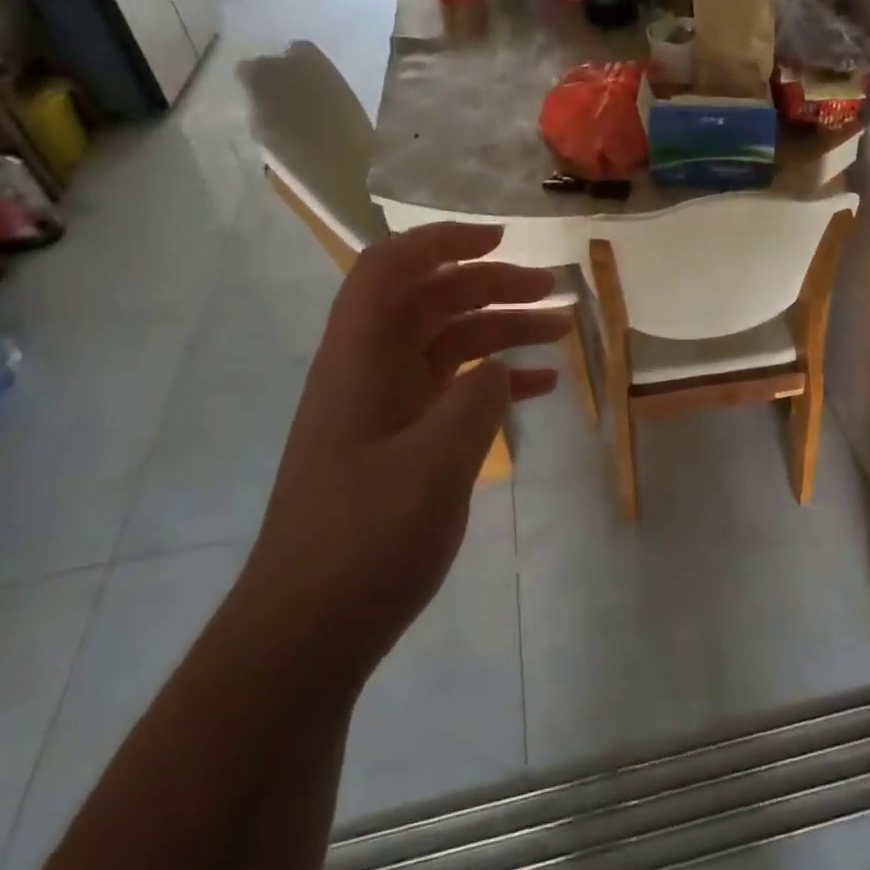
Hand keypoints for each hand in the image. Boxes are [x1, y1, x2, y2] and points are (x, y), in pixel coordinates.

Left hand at [238, 223, 569, 674]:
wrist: (308, 630)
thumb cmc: (364, 539)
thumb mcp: (435, 463)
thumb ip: (476, 399)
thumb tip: (499, 368)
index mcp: (360, 358)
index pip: (392, 268)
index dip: (443, 240)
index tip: (502, 239)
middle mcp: (369, 370)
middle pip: (431, 300)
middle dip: (491, 284)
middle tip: (552, 290)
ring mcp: (386, 407)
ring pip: (448, 343)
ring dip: (502, 329)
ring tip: (562, 330)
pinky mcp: (401, 441)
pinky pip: (452, 389)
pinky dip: (495, 379)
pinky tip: (540, 387)